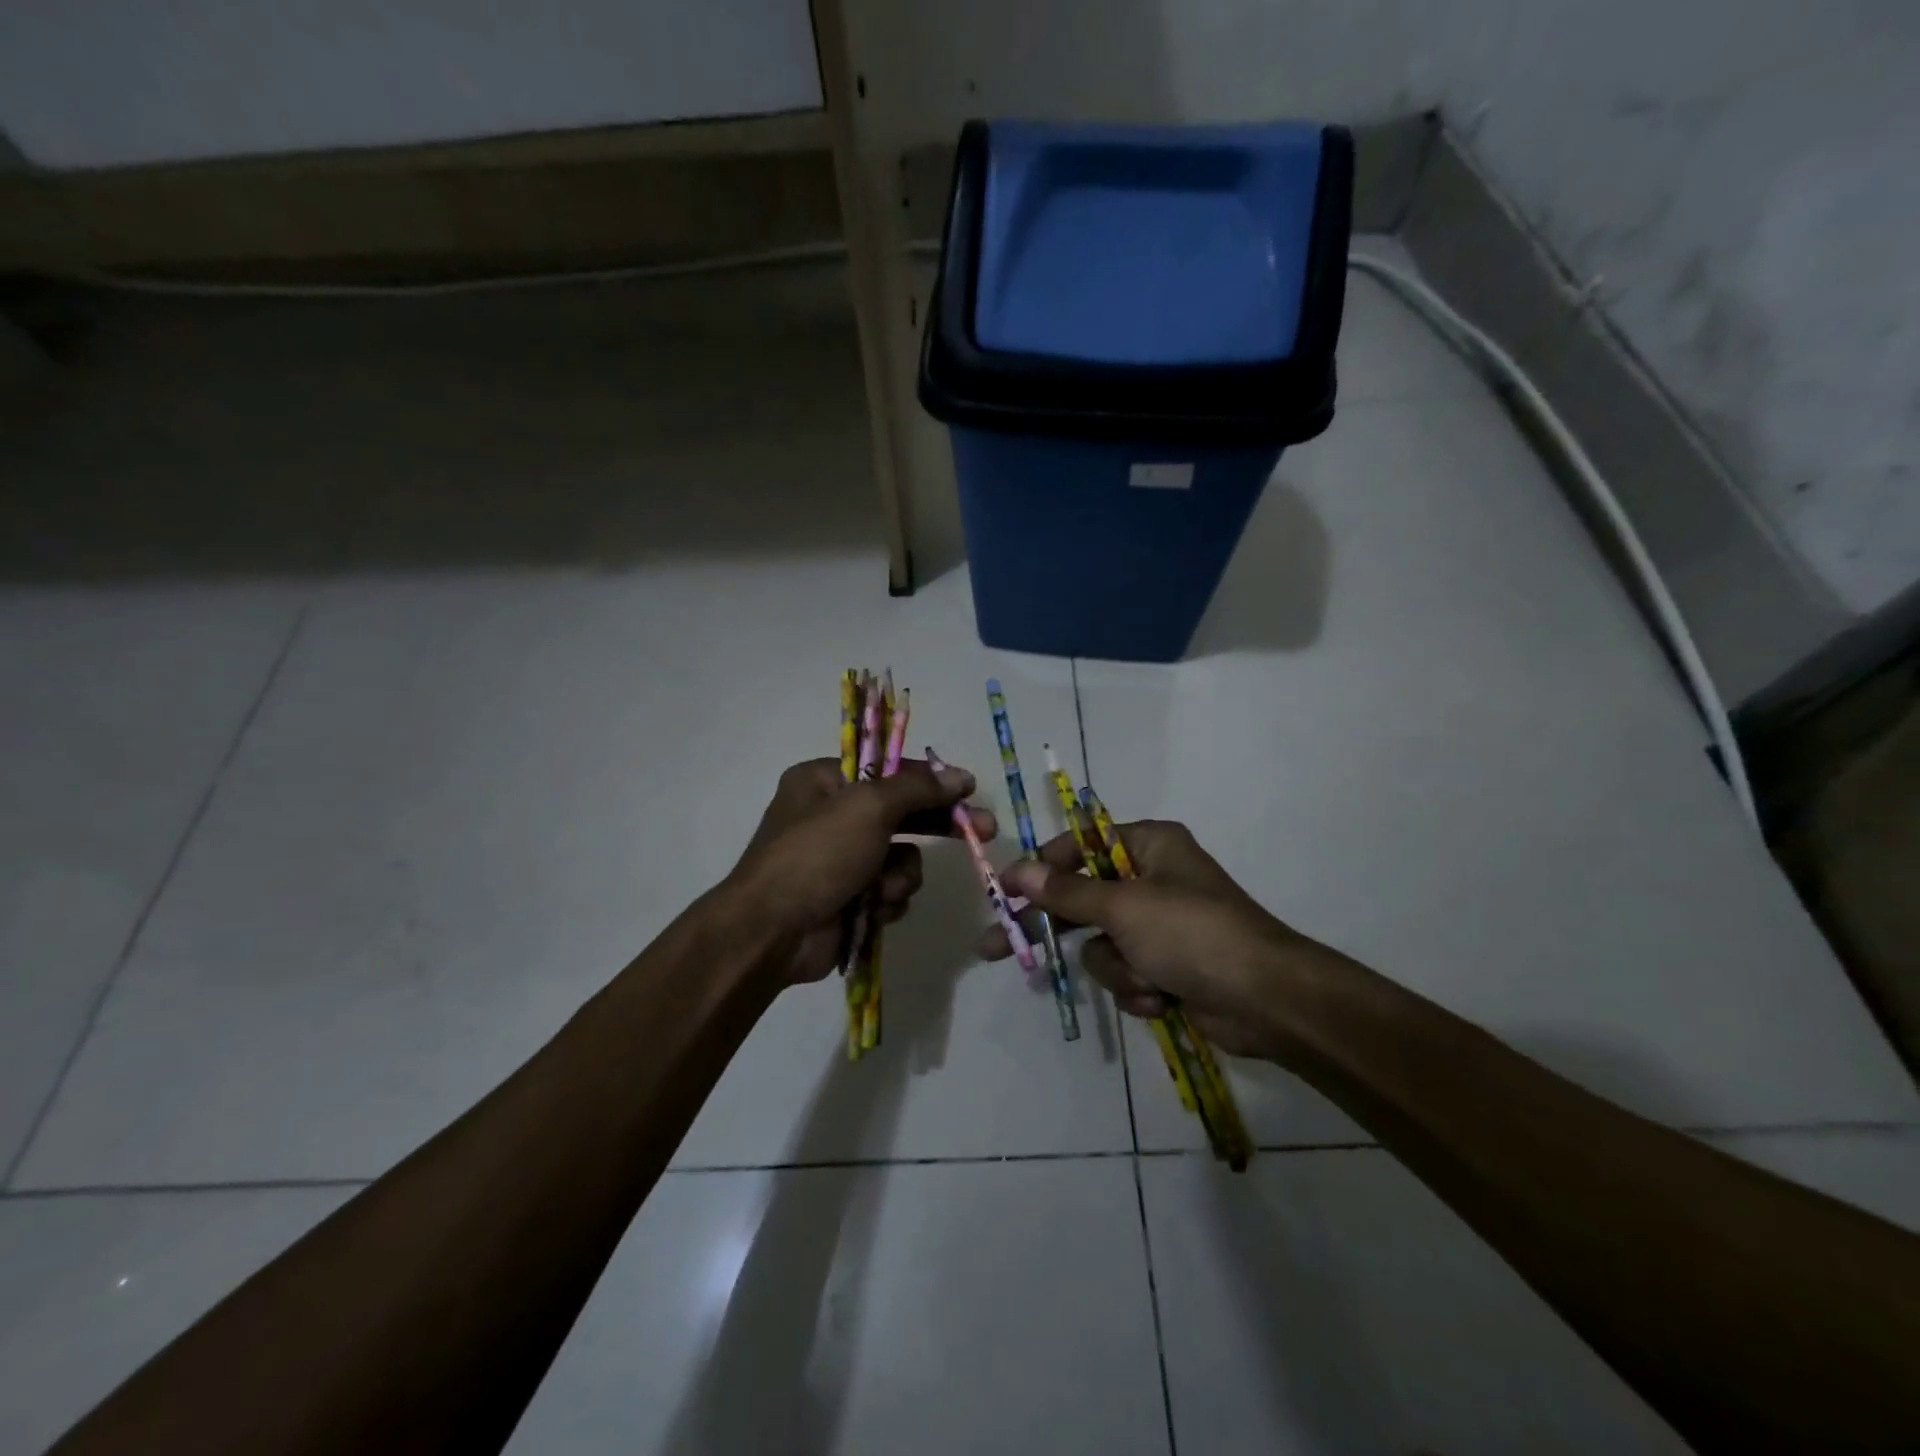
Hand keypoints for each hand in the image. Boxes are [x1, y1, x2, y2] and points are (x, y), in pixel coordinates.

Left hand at [729, 757, 996, 985]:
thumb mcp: (868, 807)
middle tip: (983, 832)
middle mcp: (832, 815)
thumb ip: (917, 788)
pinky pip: (890, 889)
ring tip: (880, 888)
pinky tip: (872, 908)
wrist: (773, 933)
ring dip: (900, 874)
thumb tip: (959, 776)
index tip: (969, 789)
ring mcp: (842, 859)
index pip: (890, 770)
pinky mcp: (850, 897)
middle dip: (937, 826)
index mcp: (825, 781)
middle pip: (903, 813)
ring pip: (902, 858)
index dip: (932, 780)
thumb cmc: (817, 854)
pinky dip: (887, 899)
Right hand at [981, 821, 1328, 1059]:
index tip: (1005, 889)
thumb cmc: (1193, 934)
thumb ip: (1066, 892)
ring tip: (1147, 980)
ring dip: (1118, 969)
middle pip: (1081, 899)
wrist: (1267, 1001)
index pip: (1078, 847)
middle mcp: (1151, 878)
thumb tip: (1018, 870)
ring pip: (1102, 945)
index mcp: (1148, 845)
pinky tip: (1164, 998)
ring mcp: (1160, 925)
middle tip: (996, 947)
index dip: (1040, 868)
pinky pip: (1126, 973)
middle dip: (1053, 929)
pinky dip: (1139, 988)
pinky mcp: (1167, 965)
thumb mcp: (1124, 907)